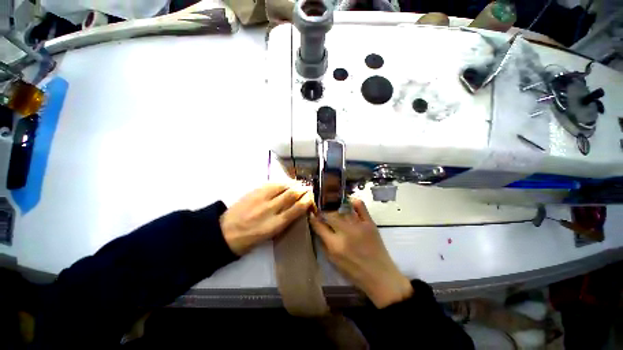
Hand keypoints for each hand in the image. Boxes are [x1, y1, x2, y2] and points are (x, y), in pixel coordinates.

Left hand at [220, 182, 314, 255]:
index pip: (296, 209)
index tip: (311, 198)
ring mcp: (261, 198)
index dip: (306, 201)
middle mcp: (270, 209)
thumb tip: (296, 209)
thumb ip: (284, 221)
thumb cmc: (249, 239)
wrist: (224, 232)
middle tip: (308, 188)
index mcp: (274, 224)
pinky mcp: (254, 191)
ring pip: (282, 186)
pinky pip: (271, 183)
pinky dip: (281, 182)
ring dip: (293, 183)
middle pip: (291, 195)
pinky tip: (285, 182)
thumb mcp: (270, 235)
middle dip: (303, 190)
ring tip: (299, 184)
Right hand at [309, 198, 412, 307]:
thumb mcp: (333, 261)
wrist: (379, 275)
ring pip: (342, 209)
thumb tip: (317, 226)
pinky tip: (348, 201)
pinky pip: (360, 206)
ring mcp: (358, 226)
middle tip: (321, 208)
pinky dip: (353, 201)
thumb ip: (323, 243)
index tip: (311, 212)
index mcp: (335, 245)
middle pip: (329, 214)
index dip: (313, 218)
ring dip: (335, 205)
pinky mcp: (369, 223)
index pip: (319, 226)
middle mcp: (345, 233)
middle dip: (322, 210)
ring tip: (331, 202)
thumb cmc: (354, 271)